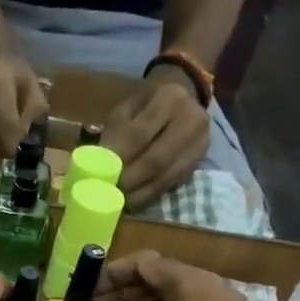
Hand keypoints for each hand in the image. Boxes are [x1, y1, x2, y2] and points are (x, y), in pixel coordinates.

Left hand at [102, 70, 211, 208]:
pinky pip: (173, 183)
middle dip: (130, 180)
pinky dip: (151, 194)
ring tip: (118, 202)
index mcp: (169, 98)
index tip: (100, 176)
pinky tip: (134, 201)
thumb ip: (115, 132)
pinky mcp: (200, 161)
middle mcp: (191, 120)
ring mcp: (200, 143)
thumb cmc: (147, 104)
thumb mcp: (128, 108)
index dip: (119, 158)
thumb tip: (99, 164)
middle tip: (108, 194)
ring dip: (140, 193)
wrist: (185, 99)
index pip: (139, 134)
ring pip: (166, 176)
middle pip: (156, 159)